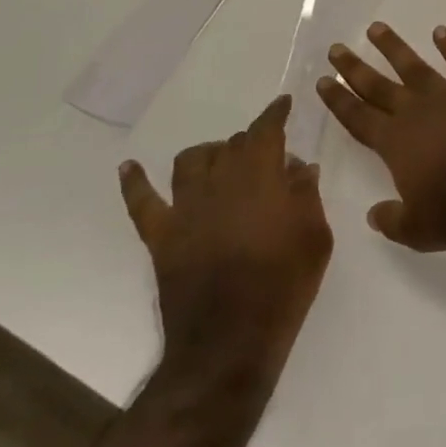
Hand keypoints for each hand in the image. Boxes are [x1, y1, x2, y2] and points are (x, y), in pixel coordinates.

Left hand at [118, 96, 331, 369]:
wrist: (230, 342)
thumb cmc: (284, 286)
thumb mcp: (316, 237)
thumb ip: (307, 195)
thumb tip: (299, 166)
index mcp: (261, 176)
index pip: (267, 131)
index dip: (276, 114)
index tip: (283, 104)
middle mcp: (220, 181)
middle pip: (231, 145)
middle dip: (249, 143)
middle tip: (263, 155)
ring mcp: (185, 208)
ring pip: (191, 161)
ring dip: (207, 155)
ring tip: (218, 161)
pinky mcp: (161, 236)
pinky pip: (142, 202)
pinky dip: (135, 182)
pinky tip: (129, 168)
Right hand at [317, 23, 445, 251]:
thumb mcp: (419, 230)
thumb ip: (392, 220)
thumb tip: (375, 213)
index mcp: (397, 144)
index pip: (359, 118)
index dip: (339, 100)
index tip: (324, 80)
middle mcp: (417, 113)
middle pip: (378, 86)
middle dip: (355, 68)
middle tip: (336, 48)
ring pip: (414, 66)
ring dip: (394, 47)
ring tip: (376, 28)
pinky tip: (440, 31)